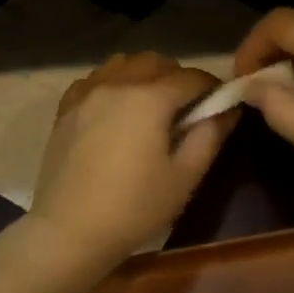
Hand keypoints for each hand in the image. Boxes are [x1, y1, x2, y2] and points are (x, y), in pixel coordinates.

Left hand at [29, 53, 235, 263]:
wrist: (69, 230)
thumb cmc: (134, 208)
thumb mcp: (184, 177)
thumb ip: (210, 136)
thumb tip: (227, 109)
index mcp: (150, 98)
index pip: (191, 77)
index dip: (211, 87)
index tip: (220, 103)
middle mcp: (117, 84)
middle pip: (156, 62)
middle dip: (177, 76)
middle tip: (186, 108)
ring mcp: (86, 93)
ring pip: (122, 64)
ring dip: (143, 74)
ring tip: (150, 105)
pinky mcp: (66, 109)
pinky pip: (94, 79)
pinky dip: (111, 83)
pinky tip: (115, 109)